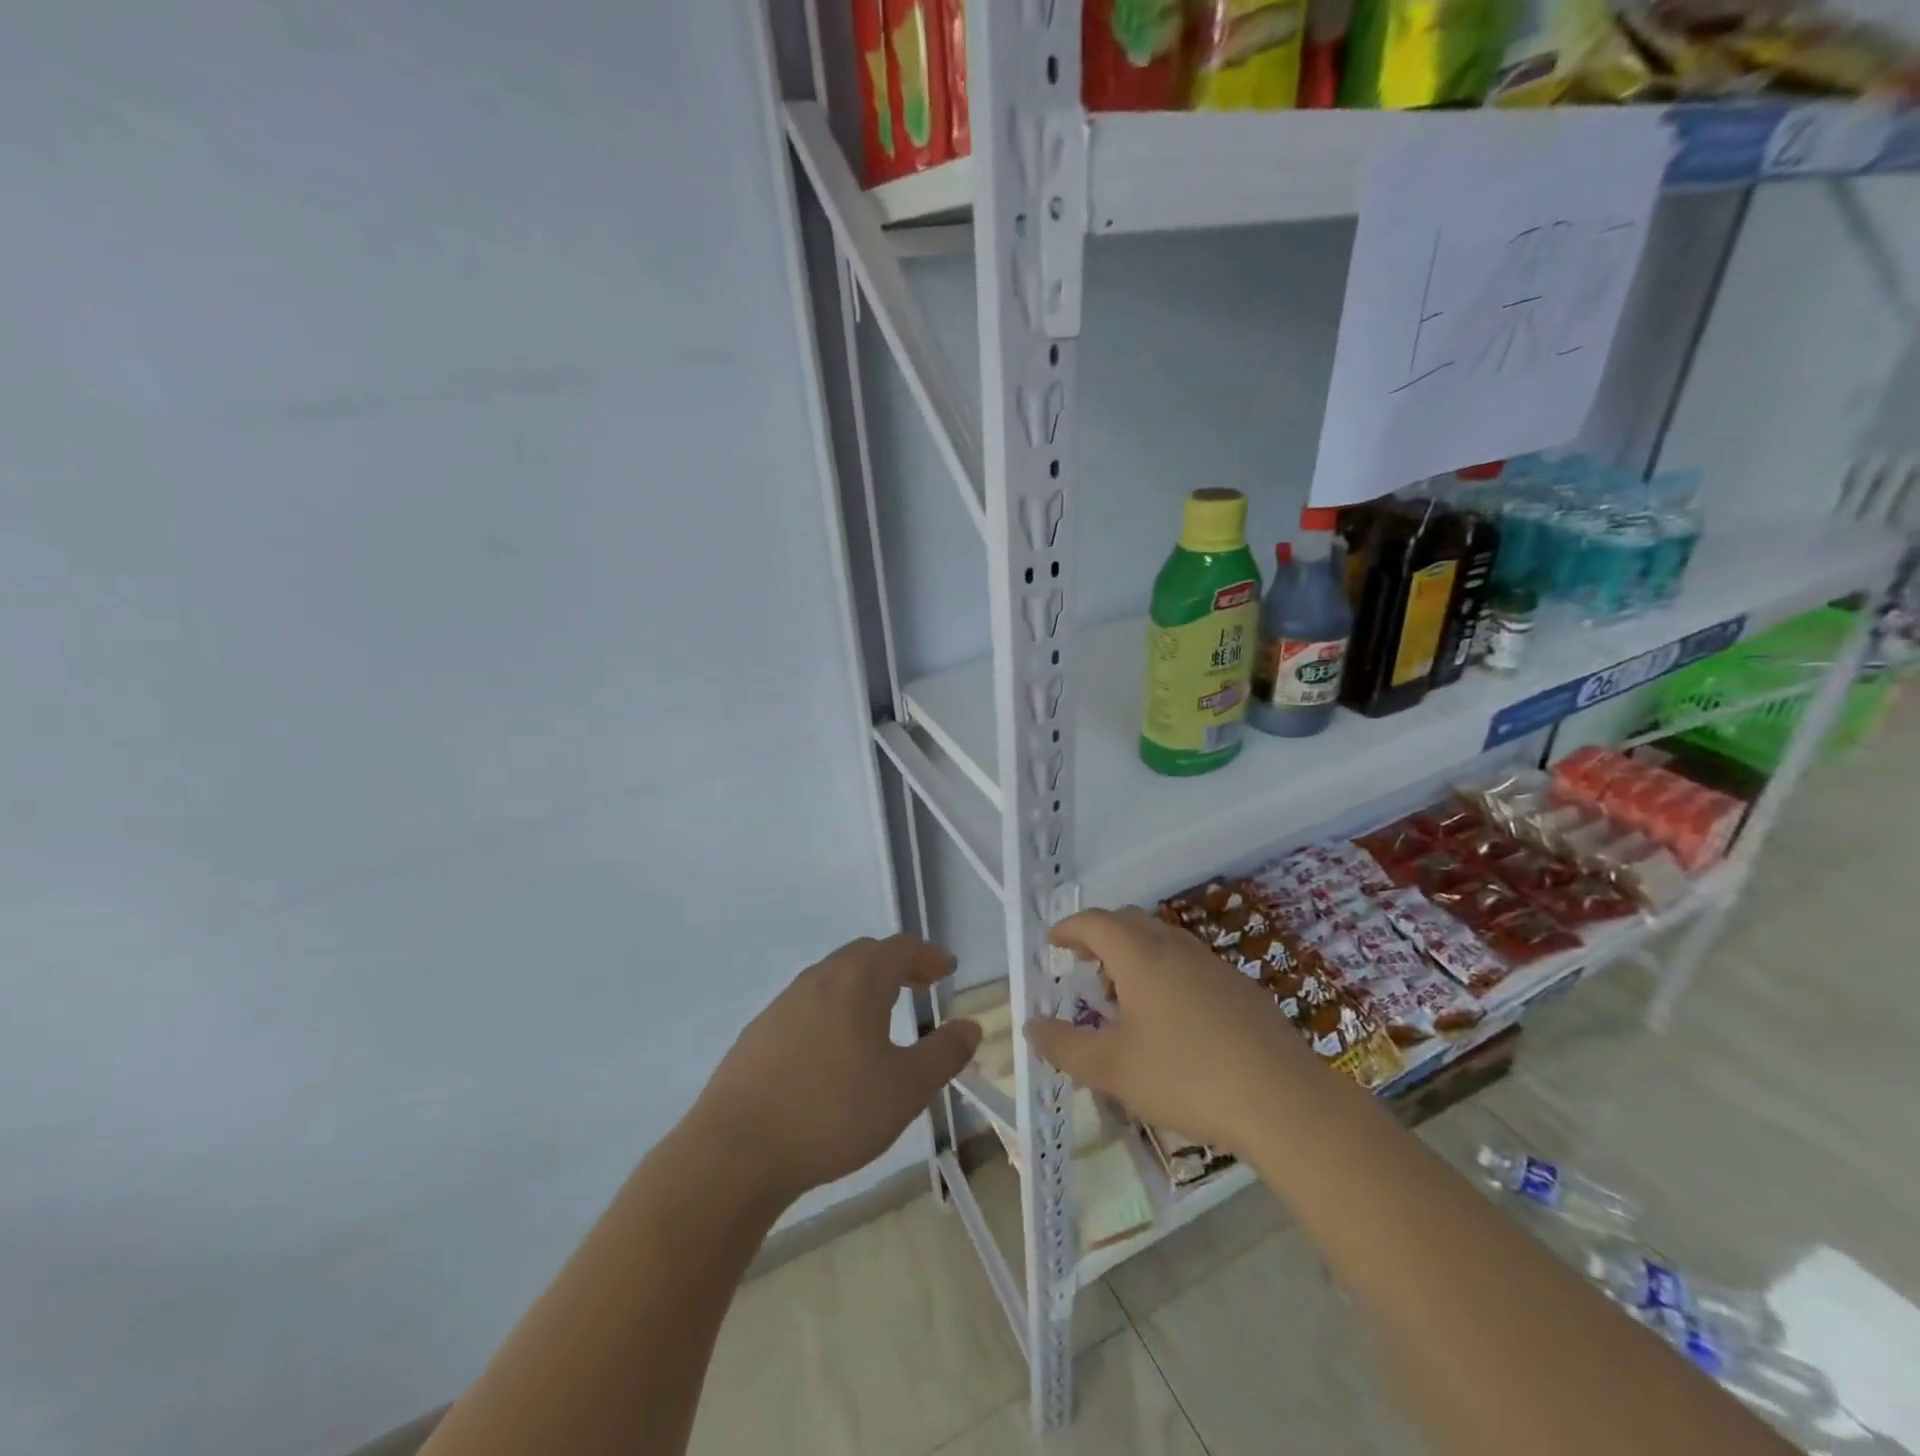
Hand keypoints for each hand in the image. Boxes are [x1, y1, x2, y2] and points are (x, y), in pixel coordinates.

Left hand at [689, 935, 980, 1208]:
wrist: (736, 1150)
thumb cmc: (833, 1113)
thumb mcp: (906, 1089)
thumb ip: (944, 1053)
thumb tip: (970, 1026)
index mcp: (858, 981)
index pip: (900, 949)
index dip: (928, 955)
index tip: (947, 969)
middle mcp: (820, 978)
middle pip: (865, 954)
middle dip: (898, 964)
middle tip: (921, 985)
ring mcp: (784, 1002)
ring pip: (834, 976)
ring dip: (864, 983)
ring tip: (882, 1013)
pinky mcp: (760, 1030)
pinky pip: (808, 1002)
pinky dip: (835, 1006)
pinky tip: (835, 1045)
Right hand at [1025, 907, 1309, 1155]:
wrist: (1284, 1100)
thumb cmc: (1186, 1078)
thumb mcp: (1113, 1069)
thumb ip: (1065, 1046)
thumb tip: (1032, 1026)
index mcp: (1140, 956)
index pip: (1095, 923)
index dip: (1069, 928)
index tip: (1053, 942)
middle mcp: (1175, 947)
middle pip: (1129, 921)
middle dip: (1100, 936)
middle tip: (1084, 964)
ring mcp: (1213, 964)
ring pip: (1162, 940)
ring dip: (1134, 953)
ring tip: (1123, 994)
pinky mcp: (1240, 987)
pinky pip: (1189, 962)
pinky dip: (1165, 971)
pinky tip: (1171, 1017)